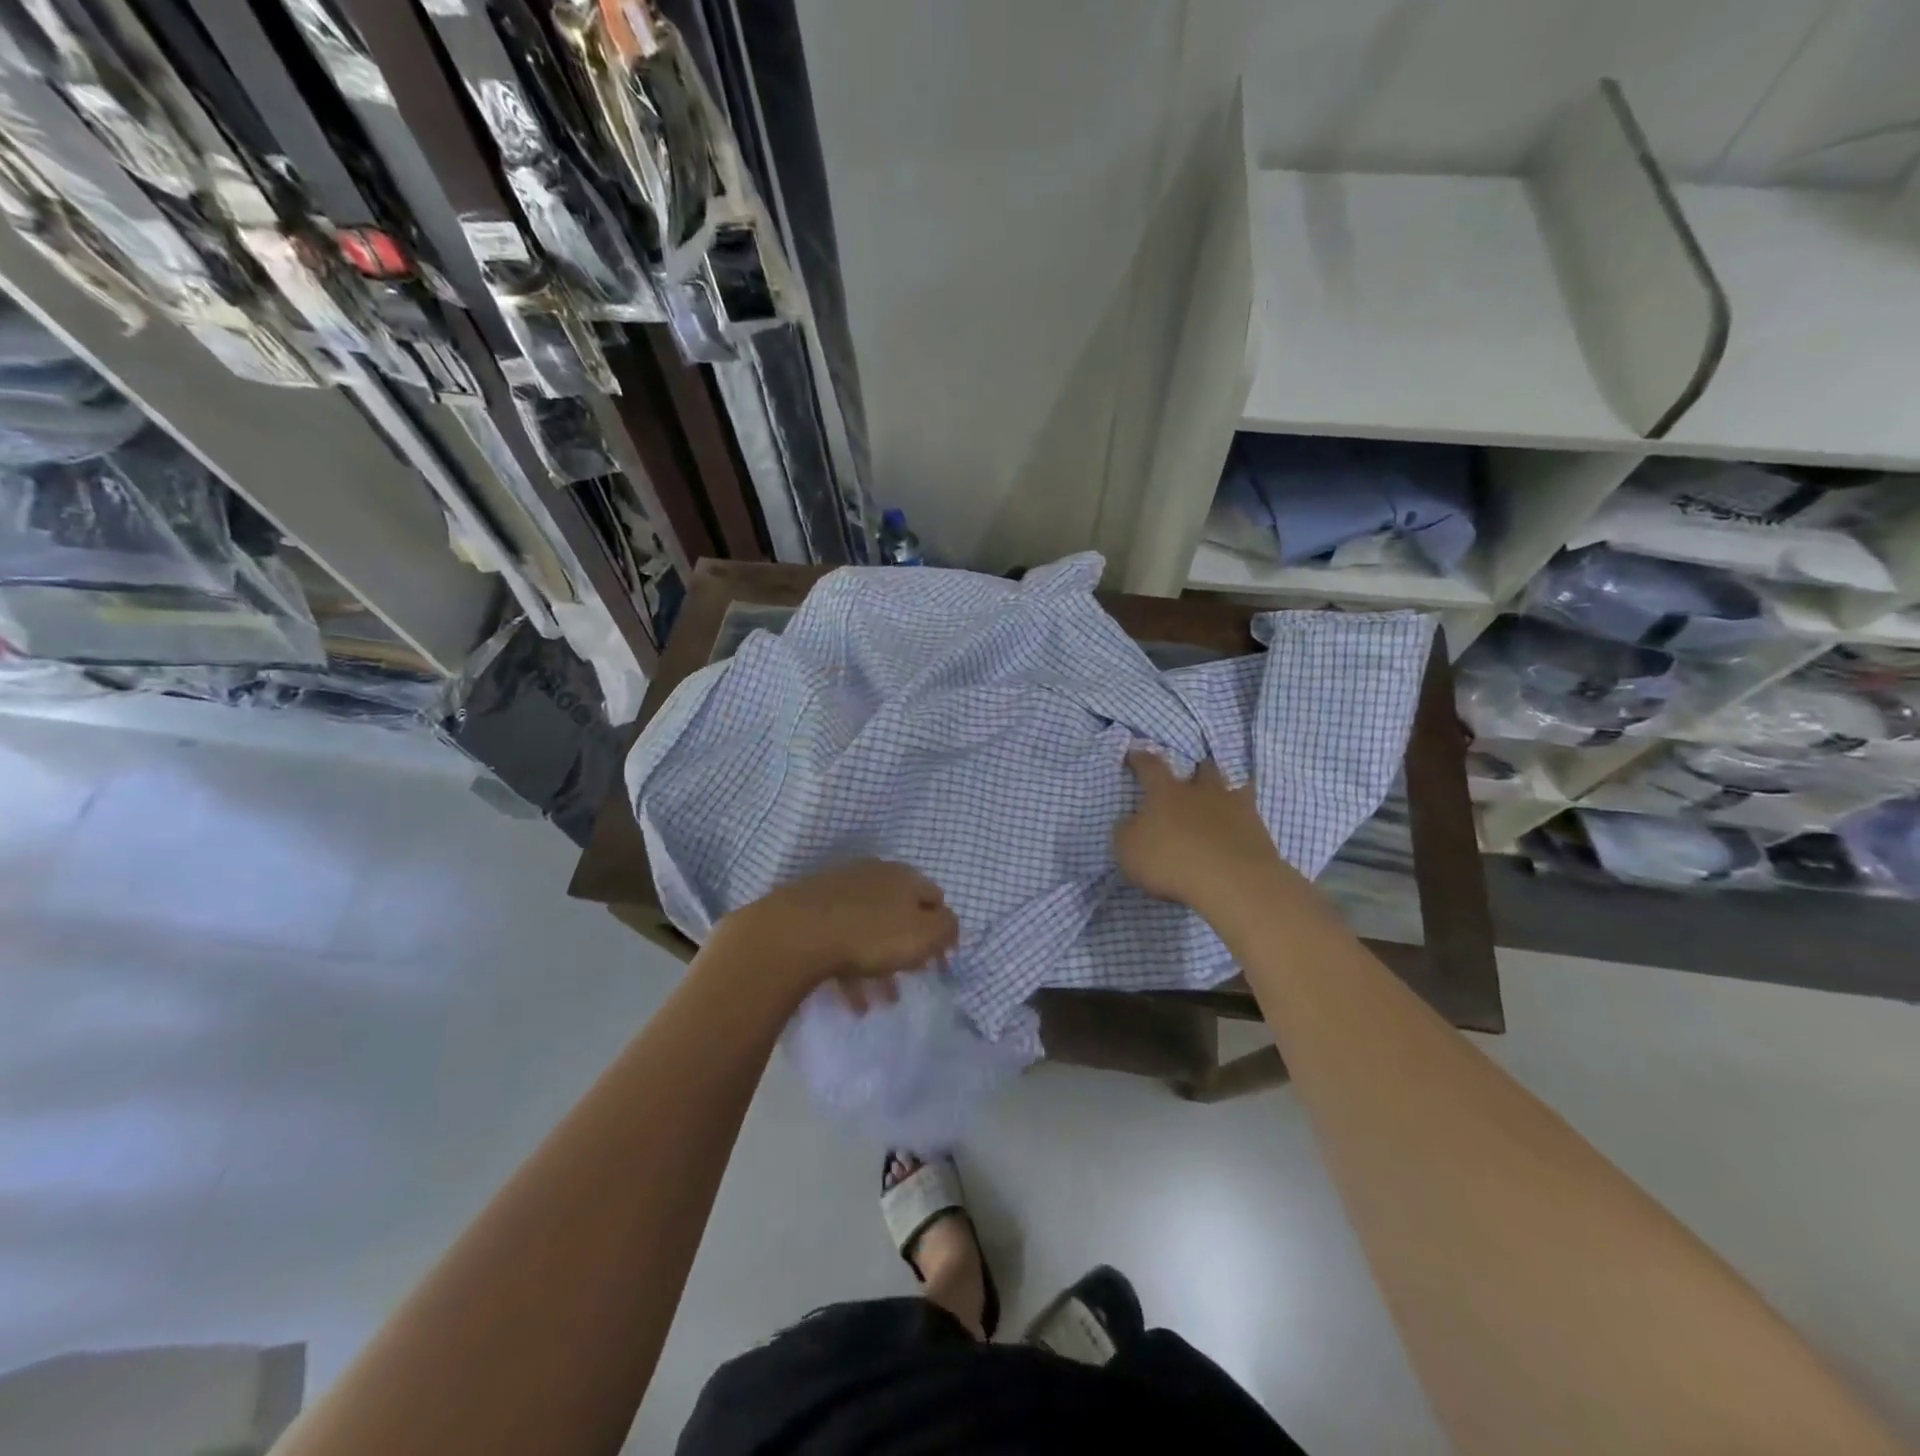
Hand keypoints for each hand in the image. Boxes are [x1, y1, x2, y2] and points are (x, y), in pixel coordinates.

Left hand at [725, 859, 959, 1005]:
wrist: (794, 933)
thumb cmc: (870, 934)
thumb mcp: (925, 934)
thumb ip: (947, 929)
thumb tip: (947, 926)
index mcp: (903, 876)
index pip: (934, 898)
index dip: (942, 930)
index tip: (939, 961)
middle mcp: (872, 875)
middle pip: (899, 913)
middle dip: (907, 949)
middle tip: (911, 979)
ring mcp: (837, 890)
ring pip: (868, 930)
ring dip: (879, 965)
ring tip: (881, 1002)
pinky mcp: (809, 910)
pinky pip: (839, 941)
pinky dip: (849, 969)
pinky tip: (851, 1001)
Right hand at [1114, 749, 1289, 915]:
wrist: (1233, 881)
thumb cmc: (1172, 861)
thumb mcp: (1129, 849)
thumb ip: (1128, 831)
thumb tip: (1132, 822)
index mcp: (1166, 792)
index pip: (1151, 766)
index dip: (1140, 758)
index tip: (1134, 752)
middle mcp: (1201, 792)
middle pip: (1201, 769)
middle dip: (1195, 770)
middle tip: (1190, 776)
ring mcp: (1235, 808)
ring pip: (1231, 786)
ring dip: (1222, 790)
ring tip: (1218, 799)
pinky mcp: (1258, 830)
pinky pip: (1250, 815)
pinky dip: (1243, 818)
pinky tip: (1239, 827)